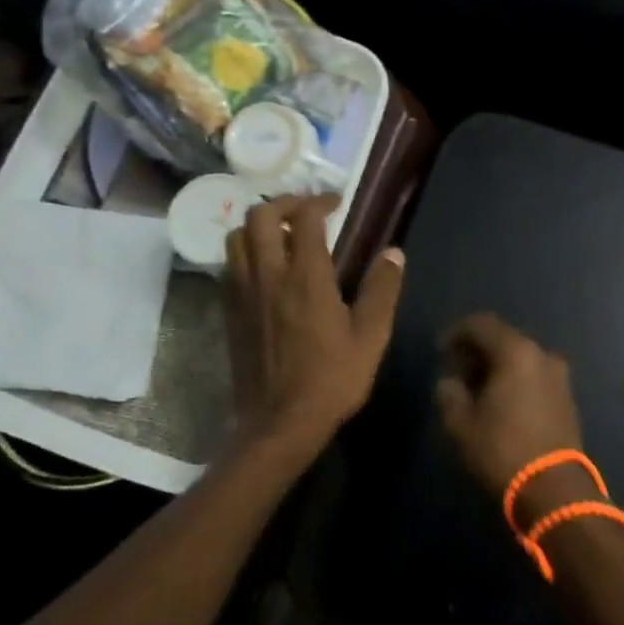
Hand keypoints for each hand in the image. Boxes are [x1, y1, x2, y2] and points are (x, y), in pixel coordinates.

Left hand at [225, 193, 405, 455]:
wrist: (279, 423)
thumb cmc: (331, 380)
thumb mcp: (371, 337)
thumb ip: (382, 290)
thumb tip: (393, 252)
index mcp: (306, 278)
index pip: (304, 219)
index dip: (319, 201)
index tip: (336, 204)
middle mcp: (268, 276)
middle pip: (259, 215)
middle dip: (283, 204)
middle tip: (305, 213)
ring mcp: (243, 293)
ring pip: (237, 237)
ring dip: (258, 226)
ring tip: (281, 236)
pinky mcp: (229, 312)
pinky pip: (230, 266)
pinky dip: (246, 253)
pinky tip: (265, 270)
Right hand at [435, 314, 591, 525]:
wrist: (554, 488)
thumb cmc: (502, 450)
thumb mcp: (461, 423)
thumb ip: (449, 393)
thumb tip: (451, 381)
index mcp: (516, 352)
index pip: (481, 324)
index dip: (456, 333)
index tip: (441, 351)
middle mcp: (542, 355)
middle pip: (503, 338)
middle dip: (477, 350)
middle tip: (456, 371)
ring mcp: (559, 375)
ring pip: (520, 357)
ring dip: (496, 366)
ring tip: (476, 389)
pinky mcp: (566, 396)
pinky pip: (534, 375)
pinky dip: (515, 379)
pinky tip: (500, 401)